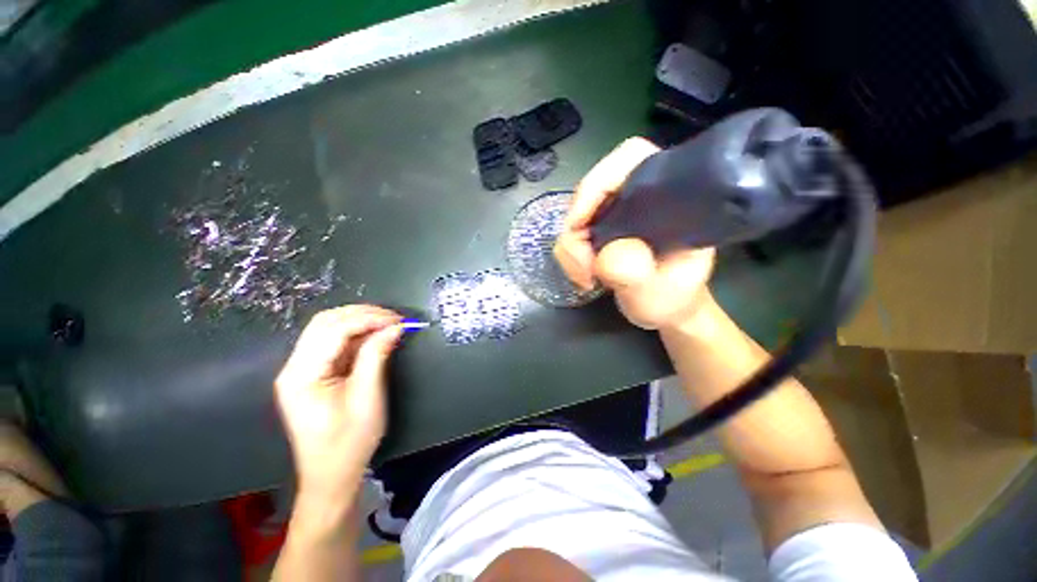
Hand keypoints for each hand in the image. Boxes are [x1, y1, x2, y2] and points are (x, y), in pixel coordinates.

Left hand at [275, 305, 403, 498]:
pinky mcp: (312, 373)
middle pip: (325, 322)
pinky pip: (333, 343)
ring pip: (328, 328)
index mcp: (302, 375)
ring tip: (389, 324)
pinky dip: (357, 334)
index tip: (399, 320)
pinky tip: (376, 336)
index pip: (333, 330)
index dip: (368, 319)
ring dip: (360, 321)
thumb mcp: (367, 398)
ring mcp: (301, 369)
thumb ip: (377, 356)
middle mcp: (294, 367)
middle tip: (395, 319)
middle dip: (363, 314)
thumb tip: (395, 327)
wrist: (331, 476)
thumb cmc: (349, 442)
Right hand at [554, 137, 716, 330]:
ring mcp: (617, 213)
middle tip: (583, 266)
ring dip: (572, 248)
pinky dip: (570, 255)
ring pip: (576, 214)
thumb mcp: (659, 294)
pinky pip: (572, 232)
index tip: (581, 223)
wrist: (665, 309)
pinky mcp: (601, 229)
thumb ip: (638, 277)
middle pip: (592, 189)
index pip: (632, 158)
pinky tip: (584, 275)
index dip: (599, 181)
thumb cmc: (671, 300)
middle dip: (578, 228)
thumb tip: (609, 254)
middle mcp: (639, 197)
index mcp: (669, 197)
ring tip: (586, 278)